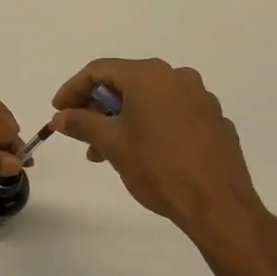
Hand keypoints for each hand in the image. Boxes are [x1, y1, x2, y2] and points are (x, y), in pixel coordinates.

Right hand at [50, 59, 276, 275]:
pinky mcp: (214, 122)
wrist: (218, 205)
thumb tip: (60, 117)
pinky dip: (151, 126)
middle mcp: (177, 77)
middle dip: (97, 106)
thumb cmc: (158, 167)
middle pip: (125, 82)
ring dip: (122, 119)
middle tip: (80, 131)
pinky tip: (143, 154)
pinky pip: (173, 114)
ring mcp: (201, 99)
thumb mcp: (111, 143)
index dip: (73, 89)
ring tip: (106, 152)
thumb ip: (81, 123)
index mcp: (149, 75)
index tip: (58, 112)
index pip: (99, 70)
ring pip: (150, 100)